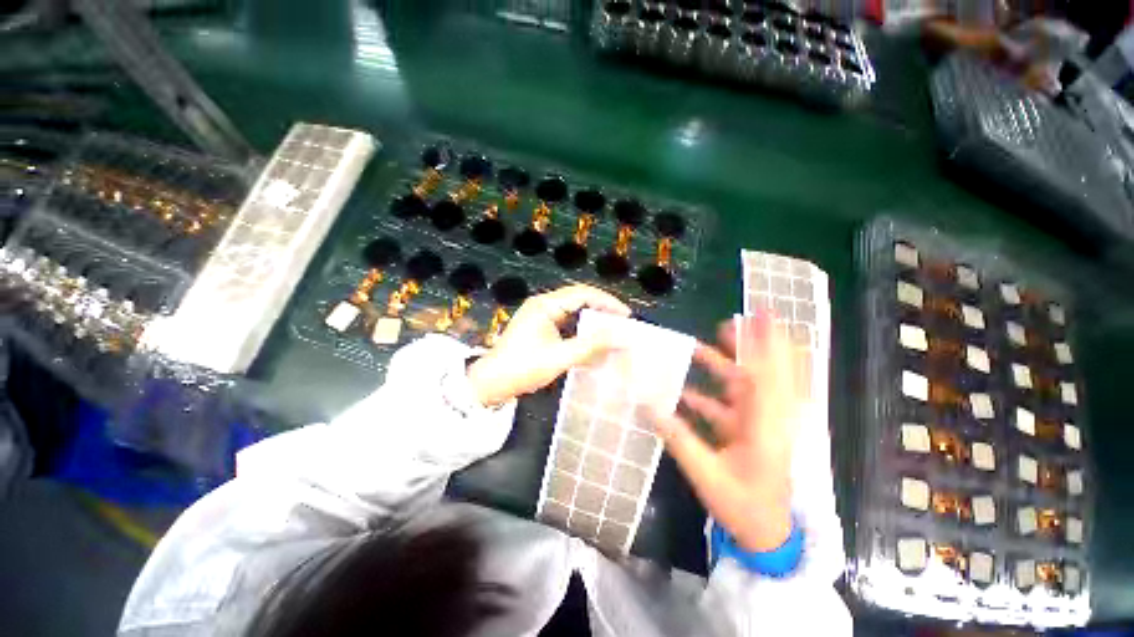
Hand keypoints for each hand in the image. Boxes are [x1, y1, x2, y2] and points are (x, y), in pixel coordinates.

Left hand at [466, 284, 629, 407]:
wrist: (491, 382)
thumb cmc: (524, 368)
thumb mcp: (560, 357)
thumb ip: (591, 346)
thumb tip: (621, 337)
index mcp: (546, 305)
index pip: (583, 294)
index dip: (607, 302)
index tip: (626, 315)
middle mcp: (542, 304)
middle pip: (578, 298)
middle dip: (601, 308)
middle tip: (622, 322)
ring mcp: (539, 314)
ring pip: (572, 309)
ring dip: (591, 317)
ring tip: (611, 328)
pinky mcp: (538, 326)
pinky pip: (565, 320)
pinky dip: (580, 327)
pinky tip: (591, 338)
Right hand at [647, 313, 808, 551]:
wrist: (768, 537)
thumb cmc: (742, 506)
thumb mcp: (706, 473)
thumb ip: (677, 438)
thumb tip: (647, 406)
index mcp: (765, 426)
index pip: (766, 374)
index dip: (762, 342)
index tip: (757, 315)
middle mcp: (768, 418)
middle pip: (766, 371)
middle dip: (753, 344)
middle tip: (730, 321)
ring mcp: (761, 424)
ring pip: (749, 385)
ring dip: (729, 364)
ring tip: (701, 345)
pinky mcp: (753, 432)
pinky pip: (733, 405)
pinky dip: (712, 395)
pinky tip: (685, 393)